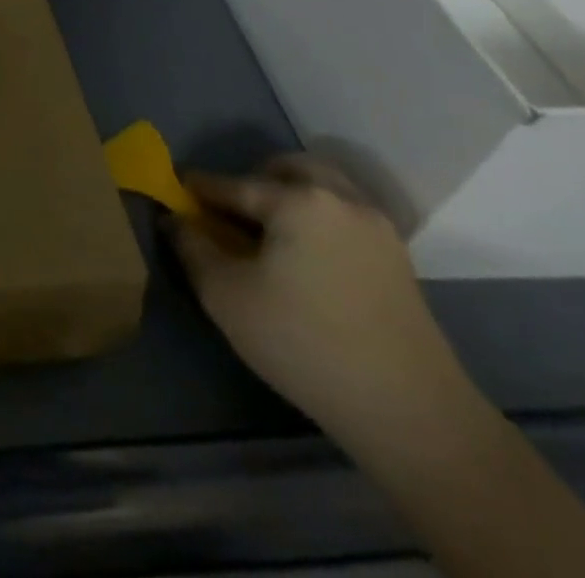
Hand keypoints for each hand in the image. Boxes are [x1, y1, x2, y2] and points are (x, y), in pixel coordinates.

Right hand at [170, 154, 479, 451]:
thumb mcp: (226, 296)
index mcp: (297, 200)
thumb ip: (192, 247)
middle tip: (231, 213)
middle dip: (254, 181)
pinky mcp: (398, 261)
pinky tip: (304, 257)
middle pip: (288, 170)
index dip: (198, 189)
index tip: (173, 191)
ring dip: (290, 197)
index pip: (233, 184)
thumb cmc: (304, 344)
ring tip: (268, 234)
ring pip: (323, 188)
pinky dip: (319, 220)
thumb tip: (175, 219)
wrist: (412, 414)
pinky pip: (346, 217)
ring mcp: (377, 228)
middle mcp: (340, 199)